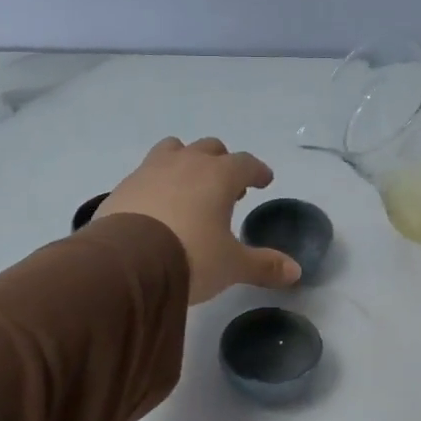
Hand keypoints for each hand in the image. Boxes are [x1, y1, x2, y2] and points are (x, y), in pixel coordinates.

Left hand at [98, 138, 301, 302]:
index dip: (257, 171)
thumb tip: (296, 271)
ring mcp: (150, 170)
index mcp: (219, 175)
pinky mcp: (124, 186)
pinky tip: (158, 204)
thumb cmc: (192, 256)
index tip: (264, 179)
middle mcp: (186, 163)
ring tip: (189, 185)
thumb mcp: (232, 265)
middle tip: (229, 186)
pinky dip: (158, 182)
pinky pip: (146, 173)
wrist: (128, 262)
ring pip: (174, 150)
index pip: (245, 163)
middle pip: (210, 148)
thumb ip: (263, 265)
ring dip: (186, 161)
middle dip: (222, 163)